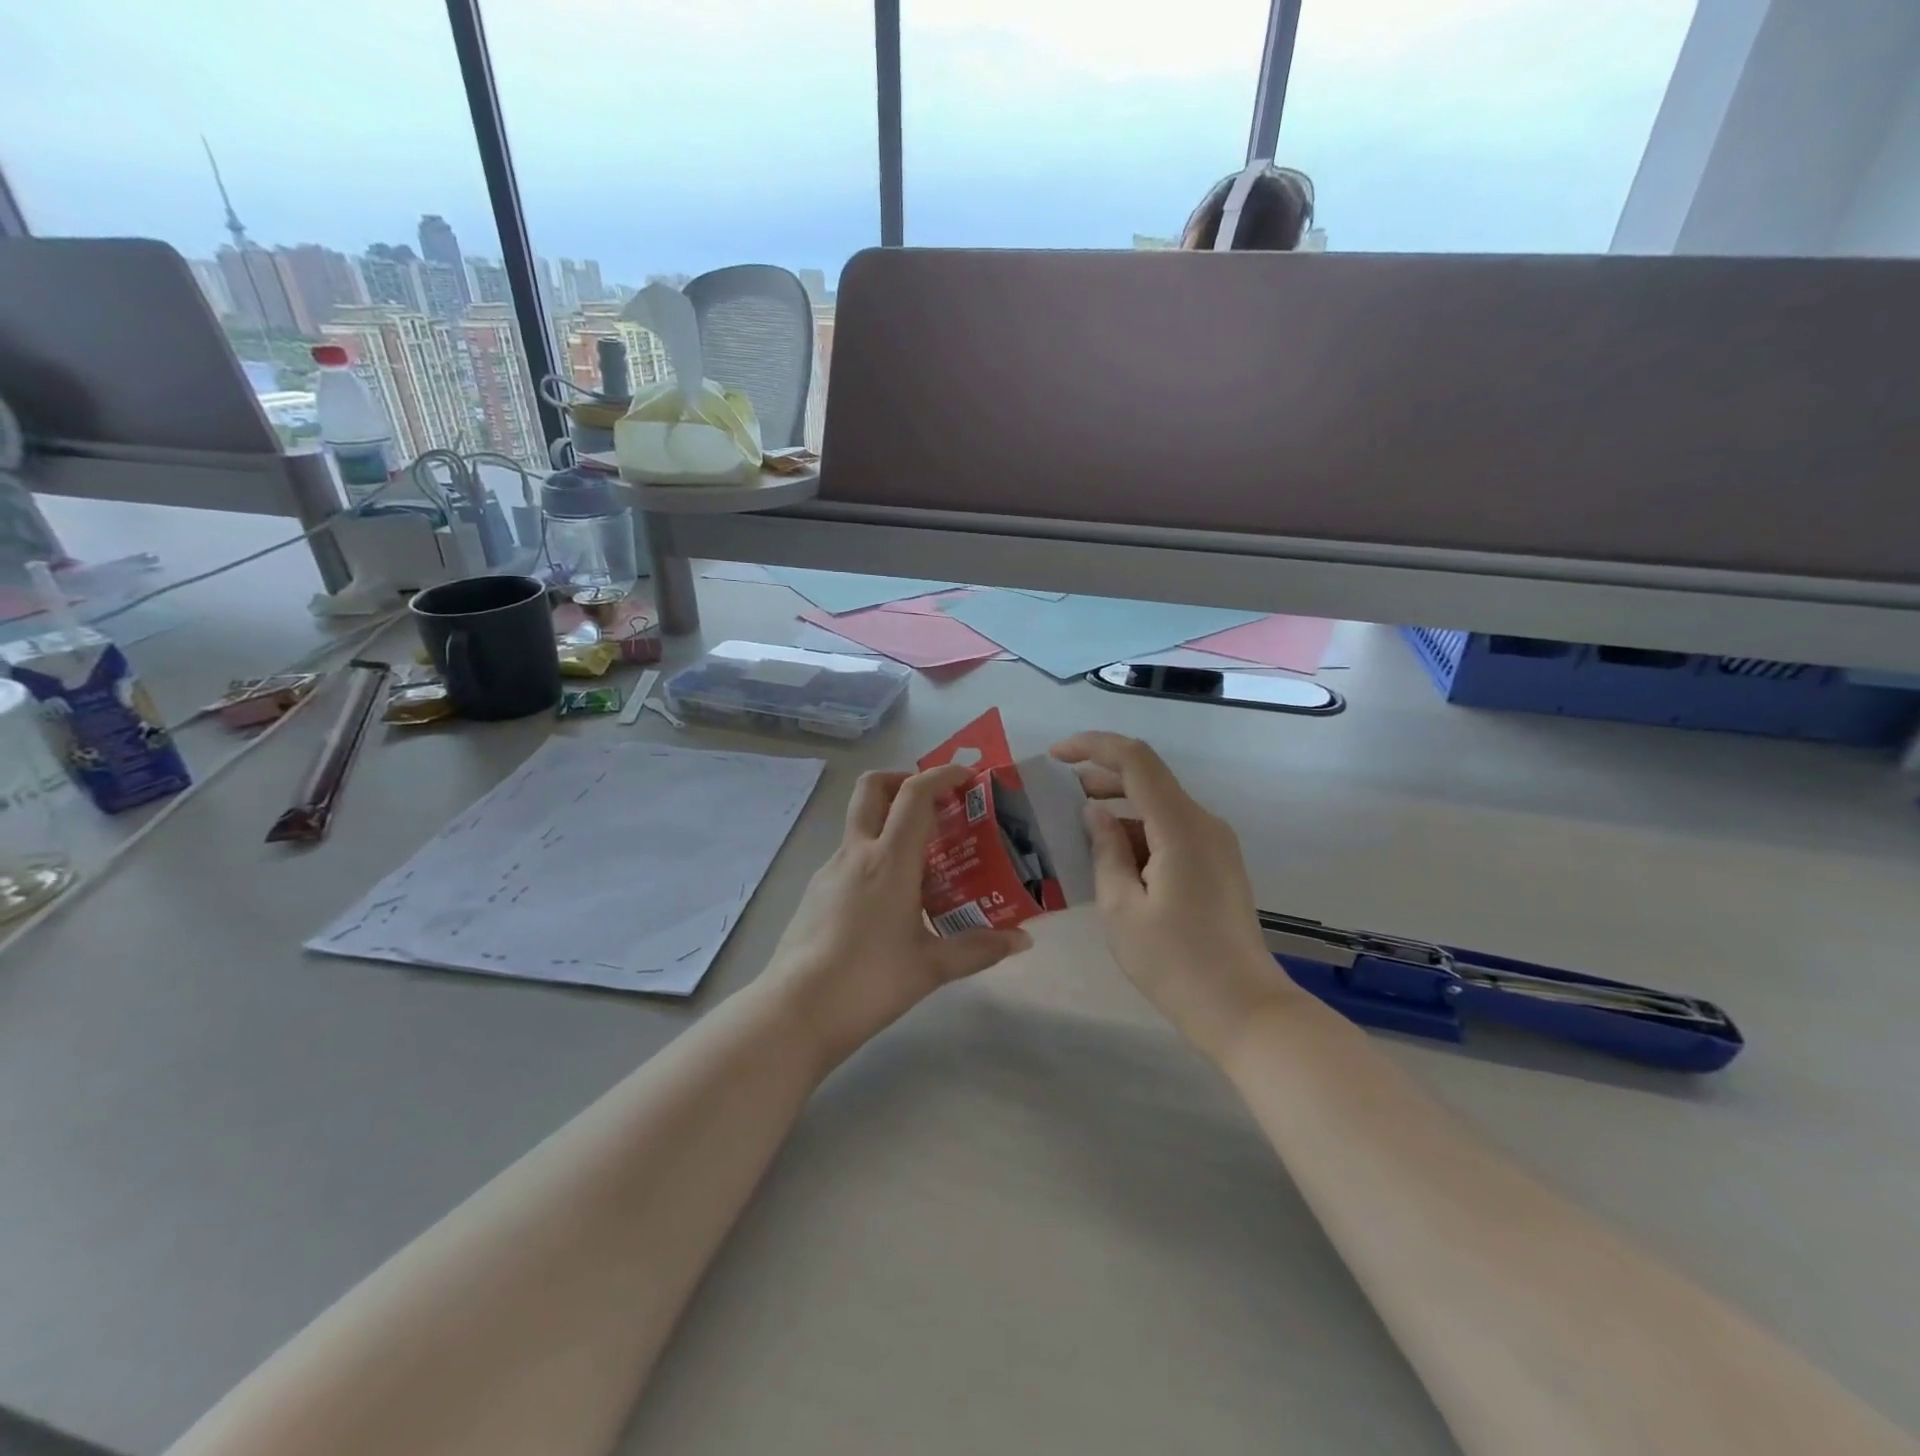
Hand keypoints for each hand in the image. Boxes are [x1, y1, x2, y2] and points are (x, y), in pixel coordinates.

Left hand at [765, 763, 1031, 1069]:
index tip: (966, 776)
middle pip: (871, 787)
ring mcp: (829, 870)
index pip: (914, 795)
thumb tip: (1022, 940)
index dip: (941, 775)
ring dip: (889, 822)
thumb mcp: (931, 967)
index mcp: (889, 861)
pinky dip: (874, 856)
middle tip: (933, 801)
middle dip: (902, 779)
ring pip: (858, 823)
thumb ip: (978, 948)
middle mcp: (856, 853)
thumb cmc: (870, 982)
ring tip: (922, 860)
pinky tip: (891, 898)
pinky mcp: (815, 892)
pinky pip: (850, 856)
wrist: (795, 1011)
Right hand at [1051, 732, 1298, 1057]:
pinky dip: (1139, 833)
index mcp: (1180, 827)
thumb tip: (1096, 813)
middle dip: (1102, 777)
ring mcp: (1215, 844)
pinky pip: (1172, 831)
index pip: (1135, 760)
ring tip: (1079, 833)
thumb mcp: (1121, 908)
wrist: (1243, 1009)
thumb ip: (1105, 850)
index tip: (1056, 755)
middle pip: (1149, 778)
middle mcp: (1204, 823)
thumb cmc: (1174, 962)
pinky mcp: (1217, 864)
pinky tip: (1113, 861)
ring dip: (1119, 809)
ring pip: (1160, 806)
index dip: (1093, 746)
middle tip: (1060, 795)